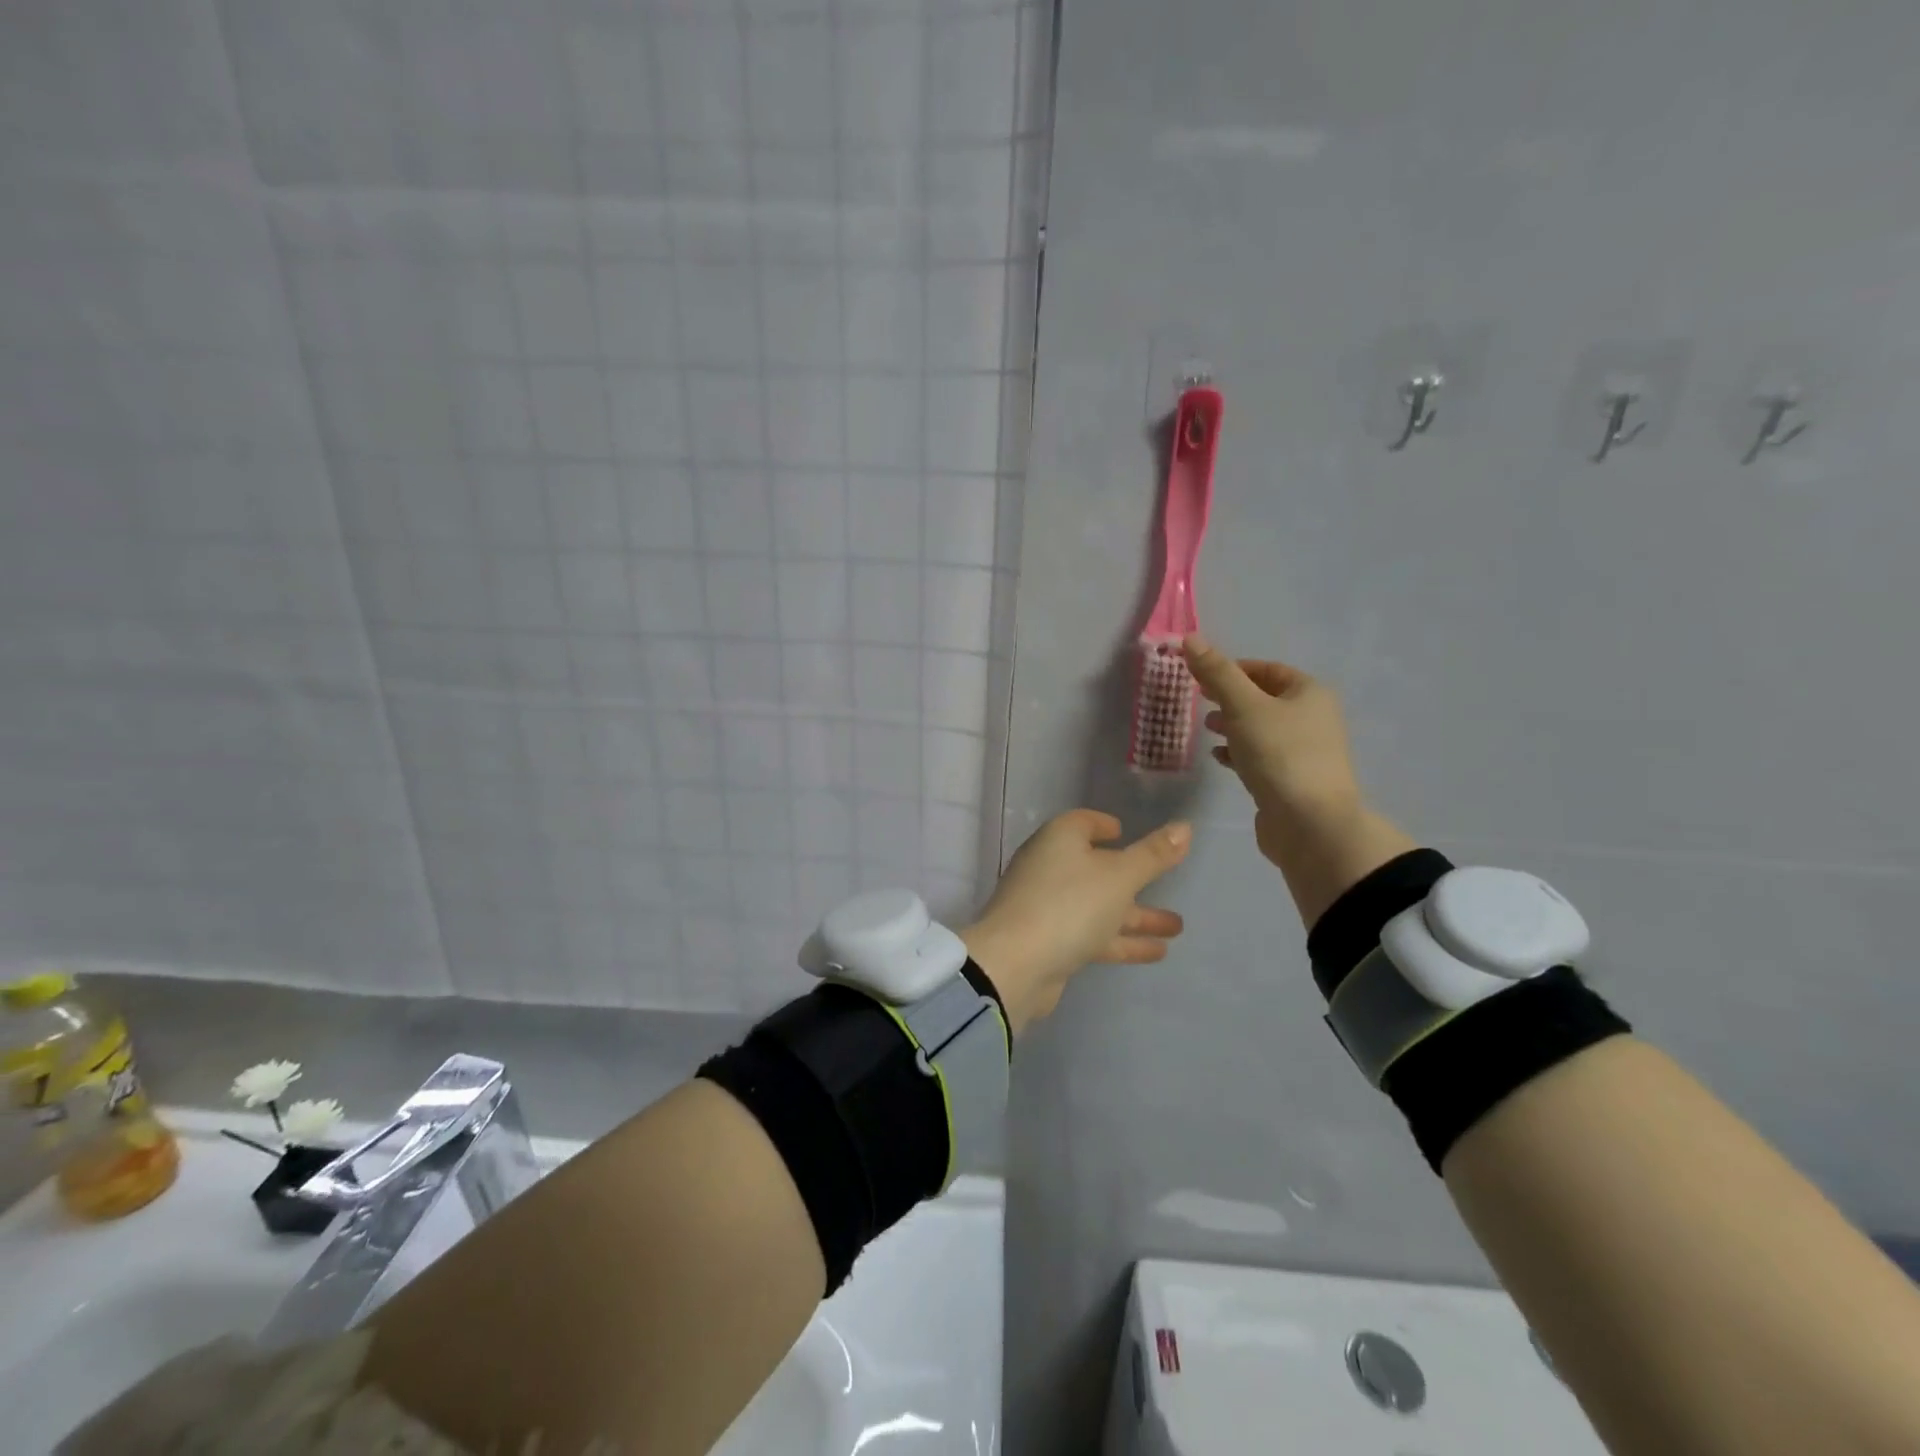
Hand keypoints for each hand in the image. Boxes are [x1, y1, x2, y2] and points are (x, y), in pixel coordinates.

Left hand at [961, 810, 1189, 1033]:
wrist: (1015, 964)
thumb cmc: (1069, 905)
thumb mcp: (1120, 876)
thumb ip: (1153, 855)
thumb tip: (1185, 827)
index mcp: (1059, 840)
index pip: (1082, 823)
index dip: (1103, 825)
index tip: (1124, 831)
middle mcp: (1049, 867)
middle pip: (1096, 868)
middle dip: (1134, 880)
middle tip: (1169, 887)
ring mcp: (1047, 906)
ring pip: (1098, 905)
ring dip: (1135, 916)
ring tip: (1177, 928)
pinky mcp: (1049, 941)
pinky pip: (1091, 934)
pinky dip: (1120, 940)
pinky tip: (1156, 952)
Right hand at [1182, 634, 1361, 853]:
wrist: (1310, 824)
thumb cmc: (1279, 755)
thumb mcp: (1243, 706)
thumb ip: (1216, 673)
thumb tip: (1190, 638)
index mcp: (1309, 694)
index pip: (1267, 669)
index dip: (1233, 668)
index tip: (1200, 675)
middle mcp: (1312, 718)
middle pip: (1264, 698)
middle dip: (1230, 697)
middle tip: (1199, 700)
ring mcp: (1304, 752)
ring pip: (1261, 728)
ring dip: (1233, 725)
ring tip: (1207, 728)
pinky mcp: (1291, 781)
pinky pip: (1261, 757)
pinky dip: (1239, 753)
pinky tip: (1219, 758)